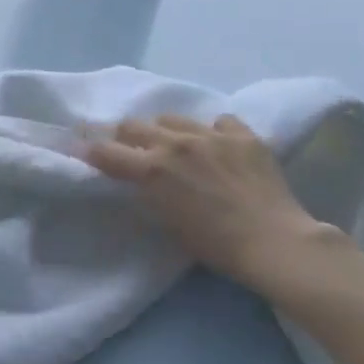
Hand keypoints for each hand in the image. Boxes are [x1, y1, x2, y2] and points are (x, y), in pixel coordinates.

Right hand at [84, 114, 322, 285]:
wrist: (276, 244)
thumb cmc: (215, 245)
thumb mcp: (165, 220)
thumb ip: (146, 190)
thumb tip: (135, 177)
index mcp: (151, 168)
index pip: (105, 151)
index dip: (92, 152)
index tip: (88, 154)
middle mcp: (175, 143)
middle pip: (133, 125)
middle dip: (125, 137)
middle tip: (132, 151)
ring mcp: (211, 135)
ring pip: (172, 118)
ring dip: (166, 131)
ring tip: (177, 146)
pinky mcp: (243, 136)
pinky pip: (219, 121)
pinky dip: (213, 132)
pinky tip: (219, 147)